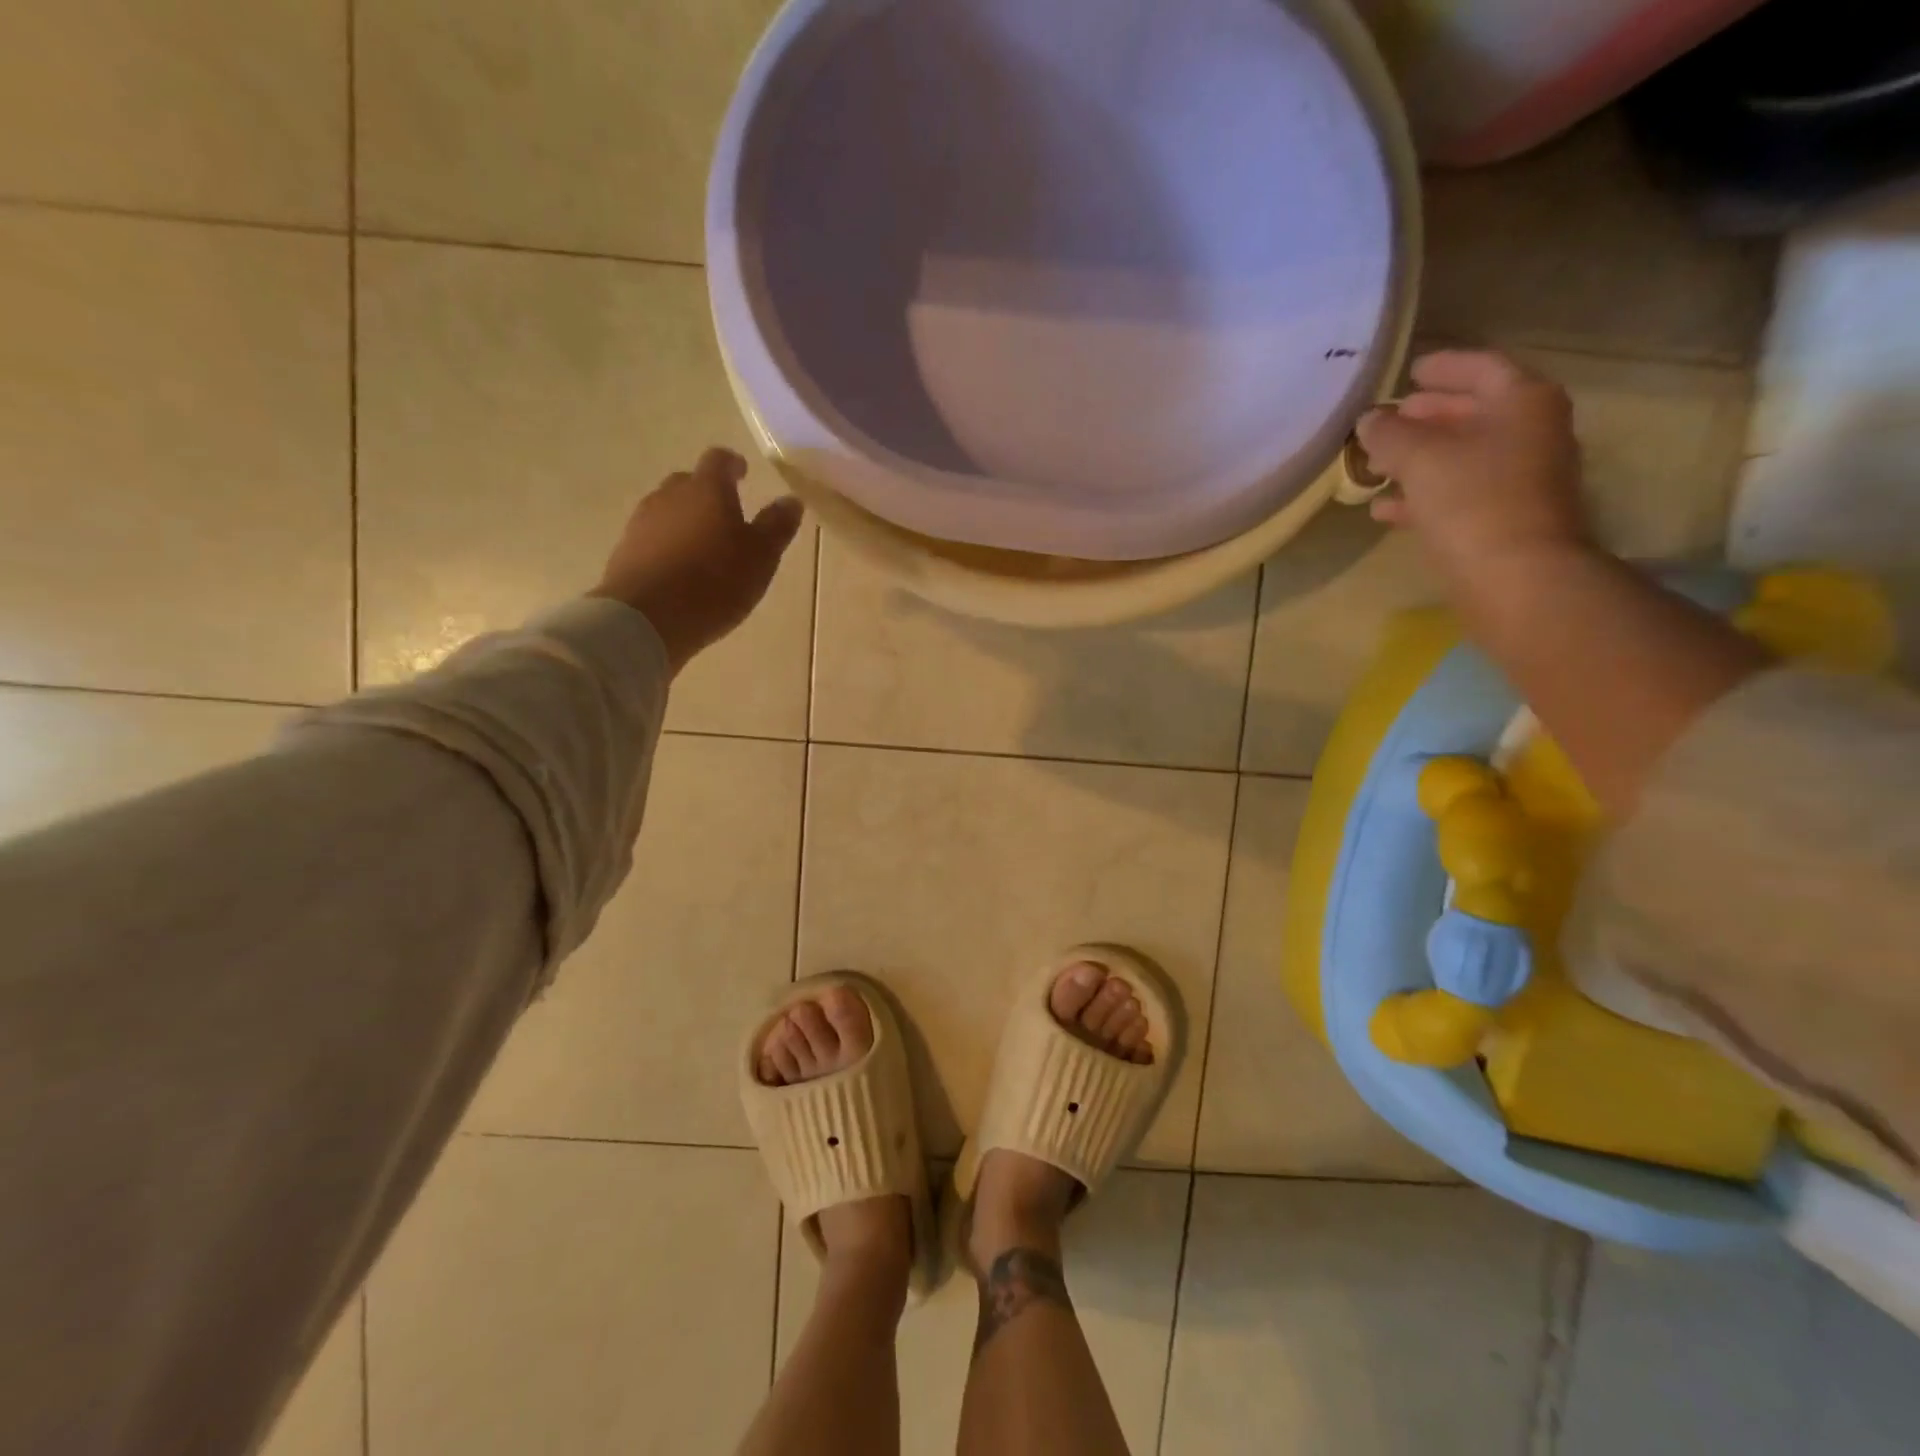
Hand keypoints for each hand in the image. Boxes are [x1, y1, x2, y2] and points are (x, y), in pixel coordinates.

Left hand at [590, 448, 803, 672]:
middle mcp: (670, 496)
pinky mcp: (625, 551)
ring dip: (686, 521)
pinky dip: (668, 546)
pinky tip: (680, 570)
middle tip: (726, 514)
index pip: (719, 460)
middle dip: (707, 493)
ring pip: (668, 510)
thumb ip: (777, 526)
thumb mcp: (761, 557)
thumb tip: (791, 500)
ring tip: (704, 547)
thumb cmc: (715, 583)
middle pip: (689, 483)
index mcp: (707, 489)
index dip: (732, 464)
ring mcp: (642, 522)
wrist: (645, 618)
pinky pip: (653, 538)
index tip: (742, 472)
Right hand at [1355, 351, 1591, 597]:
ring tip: (1375, 464)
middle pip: (1472, 413)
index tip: (1408, 372)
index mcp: (1522, 402)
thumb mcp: (1419, 457)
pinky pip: (1456, 493)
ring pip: (1460, 456)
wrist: (1515, 575)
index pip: (1481, 368)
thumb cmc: (1472, 500)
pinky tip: (1383, 508)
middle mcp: (1529, 432)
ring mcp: (1519, 478)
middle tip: (1387, 419)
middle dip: (1426, 416)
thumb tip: (1369, 420)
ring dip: (1417, 458)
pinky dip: (1421, 495)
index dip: (1442, 367)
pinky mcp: (1501, 517)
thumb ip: (1389, 432)